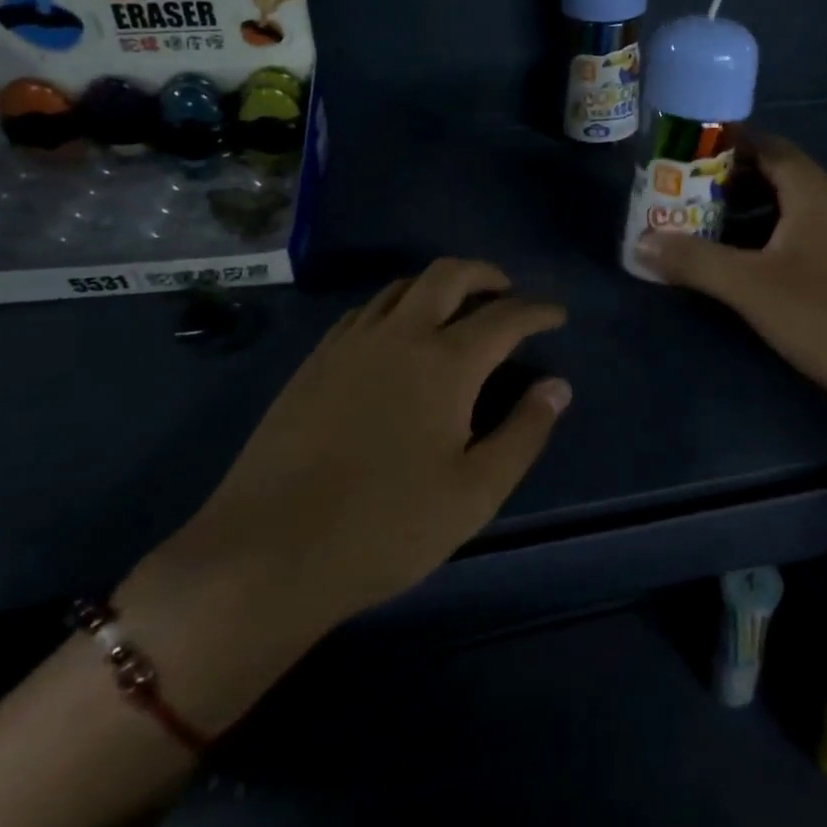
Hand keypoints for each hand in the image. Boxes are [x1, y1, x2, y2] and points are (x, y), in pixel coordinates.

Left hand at [147, 259, 571, 628]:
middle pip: (448, 274)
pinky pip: (365, 310)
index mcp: (445, 361)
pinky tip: (396, 334)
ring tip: (456, 309)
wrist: (269, 552)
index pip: (505, 317)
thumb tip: (558, 386)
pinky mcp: (316, 360)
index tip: (556, 314)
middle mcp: (399, 334)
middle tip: (506, 292)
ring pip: (403, 286)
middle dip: (485, 274)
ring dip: (438, 285)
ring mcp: (351, 343)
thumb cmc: (386, 527)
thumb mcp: (474, 492)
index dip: (537, 311)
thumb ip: (523, 433)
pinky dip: (396, 305)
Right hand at [635, 133, 826, 425]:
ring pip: (793, 207)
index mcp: (816, 193)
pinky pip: (808, 233)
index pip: (767, 145)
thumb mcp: (752, 289)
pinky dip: (773, 236)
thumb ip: (694, 262)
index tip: (683, 154)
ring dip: (749, 212)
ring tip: (707, 230)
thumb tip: (641, 243)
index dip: (724, 144)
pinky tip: (752, 267)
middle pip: (778, 174)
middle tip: (684, 196)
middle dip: (729, 182)